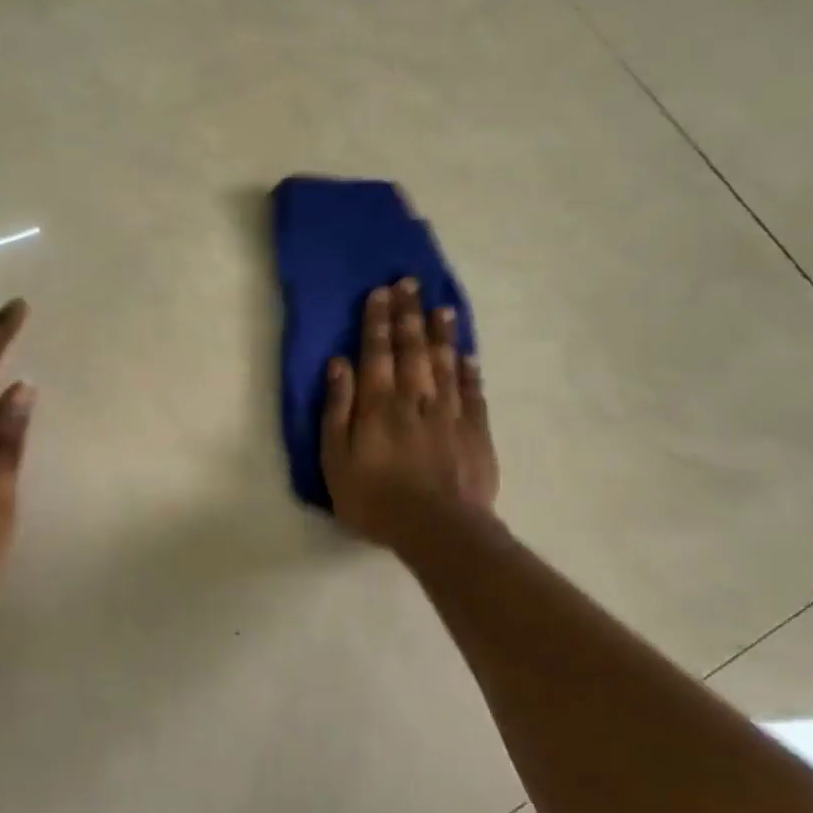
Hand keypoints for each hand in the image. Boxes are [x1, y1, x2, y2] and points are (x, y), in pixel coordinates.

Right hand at [321, 278, 497, 549]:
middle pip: (412, 348)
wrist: (438, 529)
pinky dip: (470, 371)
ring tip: (441, 308)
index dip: (377, 321)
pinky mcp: (475, 432)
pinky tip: (469, 355)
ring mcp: (449, 413)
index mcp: (378, 404)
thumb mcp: (336, 459)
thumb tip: (339, 364)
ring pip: (445, 363)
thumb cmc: (375, 499)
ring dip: (442, 334)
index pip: (377, 352)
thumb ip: (337, 409)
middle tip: (410, 283)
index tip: (380, 292)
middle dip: (409, 314)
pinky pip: (473, 393)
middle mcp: (415, 398)